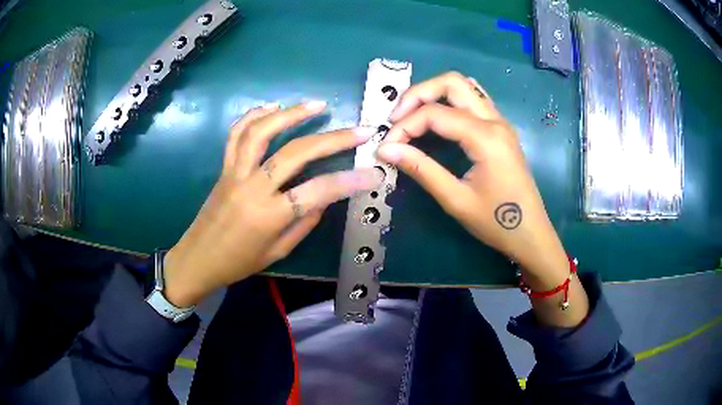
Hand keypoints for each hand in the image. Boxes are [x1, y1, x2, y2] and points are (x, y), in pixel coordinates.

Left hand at [163, 101, 382, 306]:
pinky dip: (253, 115)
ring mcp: (235, 172)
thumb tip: (325, 196)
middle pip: (295, 153)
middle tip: (359, 130)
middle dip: (332, 139)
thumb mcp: (278, 251)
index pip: (318, 191)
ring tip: (317, 105)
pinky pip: (236, 134)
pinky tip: (272, 107)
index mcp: (269, 216)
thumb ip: (305, 221)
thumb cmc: (239, 263)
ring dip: (291, 114)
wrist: (198, 258)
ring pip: (262, 132)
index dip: (350, 181)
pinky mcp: (224, 167)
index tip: (374, 173)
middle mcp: (252, 187)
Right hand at [377, 72, 567, 284]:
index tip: (386, 147)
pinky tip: (437, 119)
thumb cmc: (496, 222)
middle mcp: (495, 120)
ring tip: (411, 116)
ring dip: (434, 93)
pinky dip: (449, 101)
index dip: (404, 126)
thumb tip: (385, 149)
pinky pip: (473, 100)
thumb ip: (421, 169)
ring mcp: (500, 122)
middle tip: (396, 118)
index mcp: (486, 137)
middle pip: (451, 82)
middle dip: (418, 94)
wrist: (530, 234)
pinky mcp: (500, 129)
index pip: (435, 114)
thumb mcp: (455, 199)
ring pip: (464, 87)